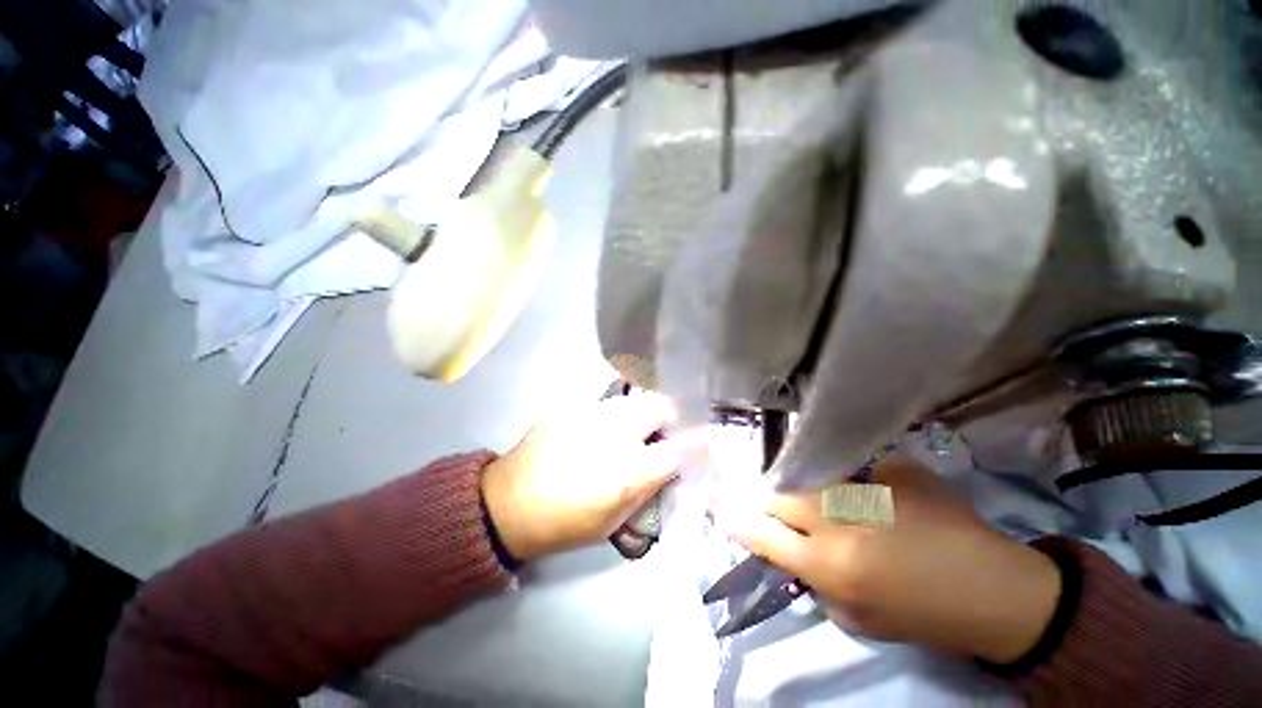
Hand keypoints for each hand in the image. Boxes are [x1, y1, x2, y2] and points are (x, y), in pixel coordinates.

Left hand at [481, 392, 705, 560]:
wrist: (509, 502)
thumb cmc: (565, 522)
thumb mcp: (614, 520)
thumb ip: (648, 487)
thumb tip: (671, 465)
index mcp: (627, 471)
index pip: (678, 449)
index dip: (699, 440)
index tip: (710, 435)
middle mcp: (614, 435)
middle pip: (659, 407)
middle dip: (673, 414)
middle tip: (668, 429)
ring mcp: (592, 414)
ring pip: (635, 399)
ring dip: (645, 411)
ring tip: (638, 427)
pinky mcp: (573, 406)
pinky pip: (609, 403)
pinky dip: (619, 412)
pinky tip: (607, 427)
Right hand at [716, 457, 1061, 663]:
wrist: (995, 589)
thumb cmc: (924, 615)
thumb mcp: (859, 620)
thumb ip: (816, 582)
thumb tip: (790, 551)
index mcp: (831, 565)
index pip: (762, 534)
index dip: (736, 521)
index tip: (721, 510)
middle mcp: (841, 520)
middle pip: (780, 493)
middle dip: (768, 495)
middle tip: (771, 497)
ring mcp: (868, 488)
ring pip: (812, 474)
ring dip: (805, 483)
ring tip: (817, 490)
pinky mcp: (895, 469)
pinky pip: (855, 466)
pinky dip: (852, 475)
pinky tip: (868, 485)